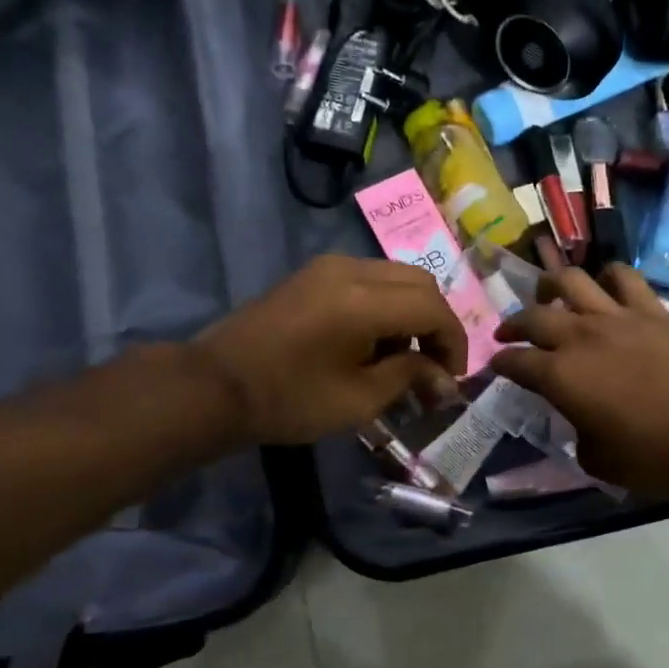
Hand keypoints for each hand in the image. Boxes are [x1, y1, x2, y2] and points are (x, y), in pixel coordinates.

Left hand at [194, 255, 466, 444]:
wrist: (215, 386)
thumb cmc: (288, 400)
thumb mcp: (357, 400)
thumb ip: (409, 378)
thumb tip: (444, 378)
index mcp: (363, 300)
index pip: (432, 306)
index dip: (453, 341)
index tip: (452, 377)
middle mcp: (350, 269)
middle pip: (420, 282)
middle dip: (436, 323)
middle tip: (433, 365)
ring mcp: (329, 266)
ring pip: (396, 276)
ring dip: (412, 312)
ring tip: (402, 358)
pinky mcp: (314, 273)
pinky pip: (369, 278)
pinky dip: (386, 304)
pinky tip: (372, 341)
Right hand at [492, 264, 668, 500]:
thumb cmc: (652, 456)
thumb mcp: (597, 458)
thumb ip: (577, 431)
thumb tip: (579, 416)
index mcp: (559, 377)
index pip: (515, 362)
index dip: (500, 364)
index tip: (496, 365)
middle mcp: (579, 337)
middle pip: (533, 317)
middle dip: (513, 325)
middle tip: (509, 333)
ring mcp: (616, 317)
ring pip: (571, 280)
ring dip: (552, 285)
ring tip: (549, 294)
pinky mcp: (651, 309)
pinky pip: (623, 277)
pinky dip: (608, 276)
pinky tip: (605, 286)